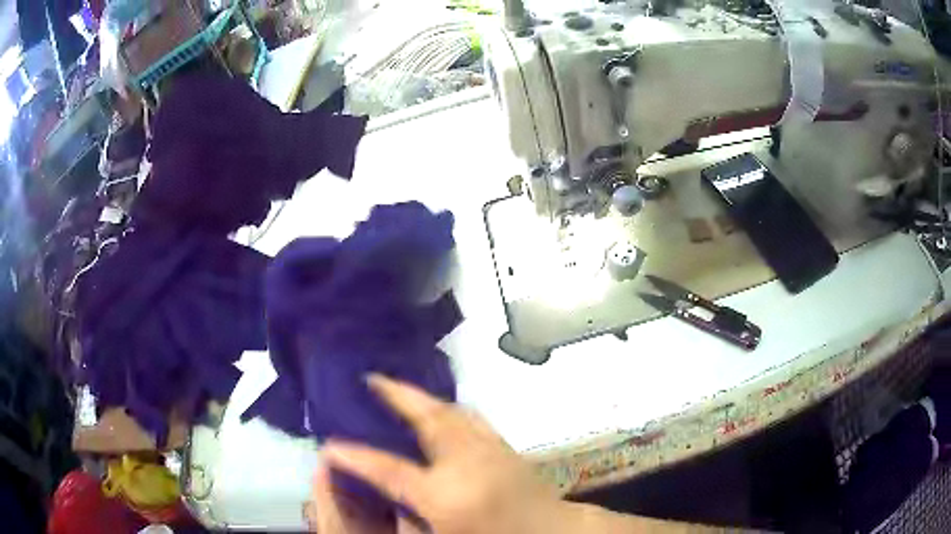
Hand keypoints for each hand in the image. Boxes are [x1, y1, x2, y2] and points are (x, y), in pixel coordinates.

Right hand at [314, 374, 569, 533]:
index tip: (329, 445)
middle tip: (371, 379)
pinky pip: (469, 417)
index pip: (390, 471)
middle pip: (428, 417)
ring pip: (451, 410)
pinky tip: (440, 410)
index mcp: (446, 495)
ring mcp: (490, 448)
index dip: (356, 457)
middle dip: (397, 394)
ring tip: (398, 390)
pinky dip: (448, 407)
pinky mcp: (505, 445)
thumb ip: (410, 516)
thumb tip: (386, 494)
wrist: (552, 532)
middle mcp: (467, 462)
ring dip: (422, 397)